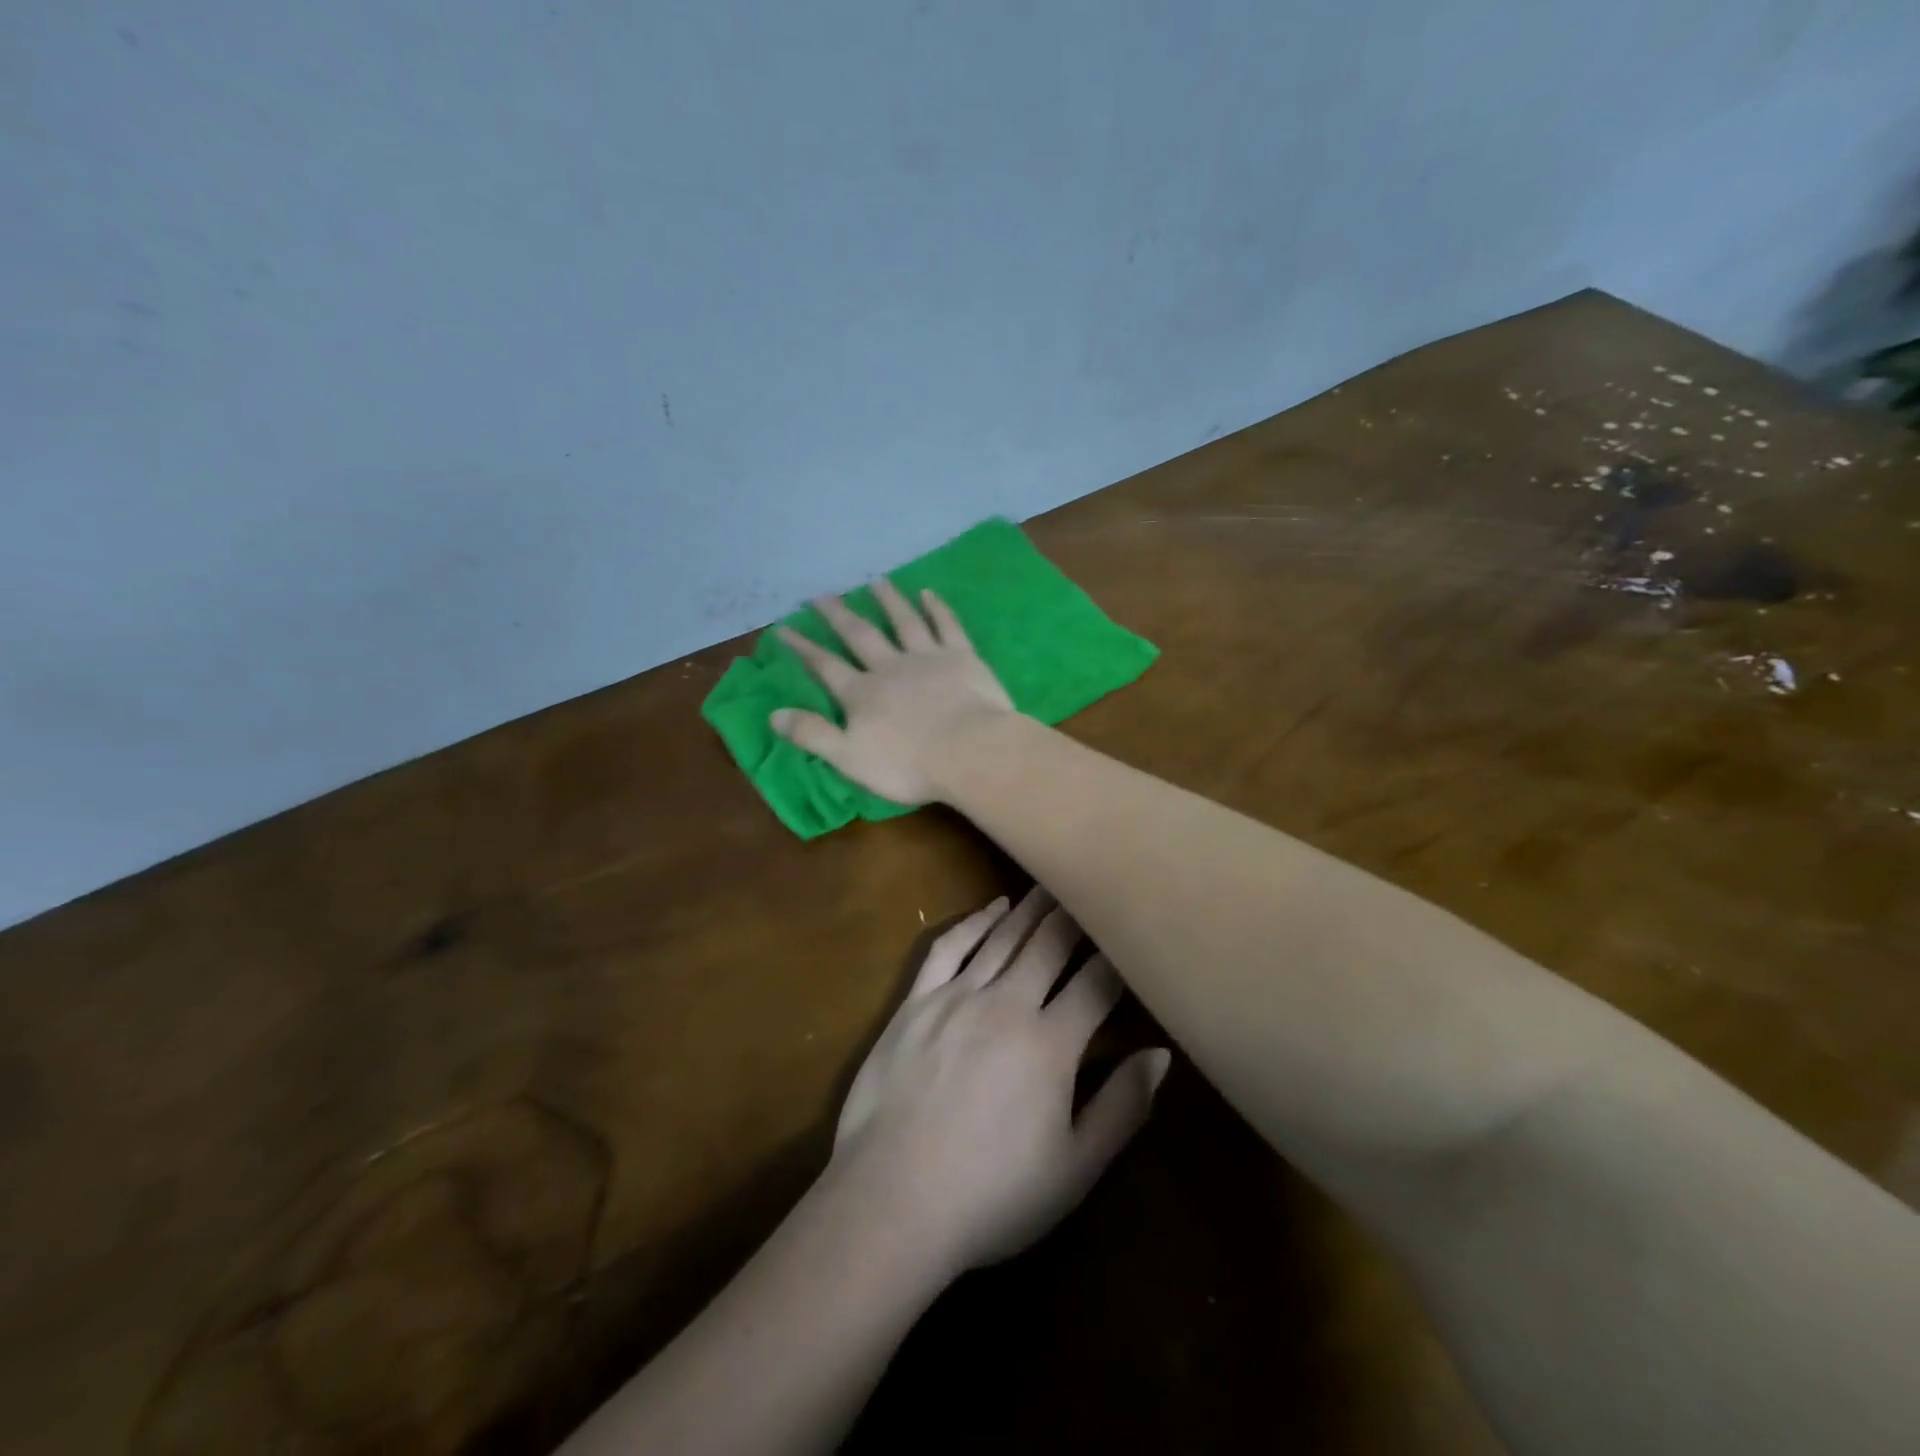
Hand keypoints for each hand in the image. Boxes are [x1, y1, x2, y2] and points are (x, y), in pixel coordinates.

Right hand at [771, 580, 1013, 804]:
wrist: (970, 752)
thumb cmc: (909, 765)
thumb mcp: (850, 759)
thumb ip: (812, 735)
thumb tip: (773, 714)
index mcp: (862, 694)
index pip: (825, 667)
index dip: (803, 648)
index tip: (784, 628)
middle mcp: (890, 667)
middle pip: (860, 635)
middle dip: (839, 615)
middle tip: (822, 594)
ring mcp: (928, 658)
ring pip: (903, 622)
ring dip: (888, 600)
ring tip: (875, 580)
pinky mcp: (962, 657)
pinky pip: (947, 625)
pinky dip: (937, 608)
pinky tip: (928, 593)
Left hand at [828, 887, 1170, 1275]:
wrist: (892, 1200)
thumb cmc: (992, 1195)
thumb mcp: (1075, 1169)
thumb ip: (1122, 1108)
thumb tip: (1160, 1054)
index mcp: (1051, 1044)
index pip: (1095, 984)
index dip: (1117, 956)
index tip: (1131, 931)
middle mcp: (1007, 1004)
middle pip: (1048, 945)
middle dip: (1075, 915)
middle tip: (1092, 888)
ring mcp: (956, 997)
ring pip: (1003, 938)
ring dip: (1031, 909)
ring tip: (1052, 886)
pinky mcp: (916, 1001)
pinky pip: (949, 947)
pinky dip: (974, 922)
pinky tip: (992, 908)